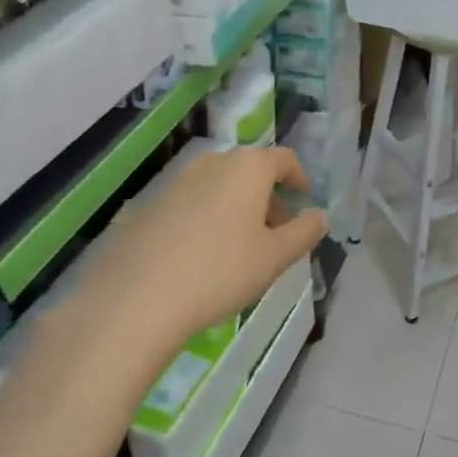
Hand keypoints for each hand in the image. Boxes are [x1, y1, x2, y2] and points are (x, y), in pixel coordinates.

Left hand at [72, 146, 327, 356]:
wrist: (138, 297)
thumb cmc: (221, 271)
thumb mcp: (275, 257)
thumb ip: (304, 232)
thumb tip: (320, 216)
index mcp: (247, 168)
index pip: (283, 159)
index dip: (298, 178)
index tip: (304, 199)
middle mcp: (211, 164)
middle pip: (249, 171)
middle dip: (267, 197)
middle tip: (276, 232)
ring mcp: (175, 182)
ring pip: (218, 186)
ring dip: (236, 207)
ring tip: (240, 247)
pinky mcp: (148, 205)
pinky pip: (191, 203)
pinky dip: (206, 218)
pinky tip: (202, 255)